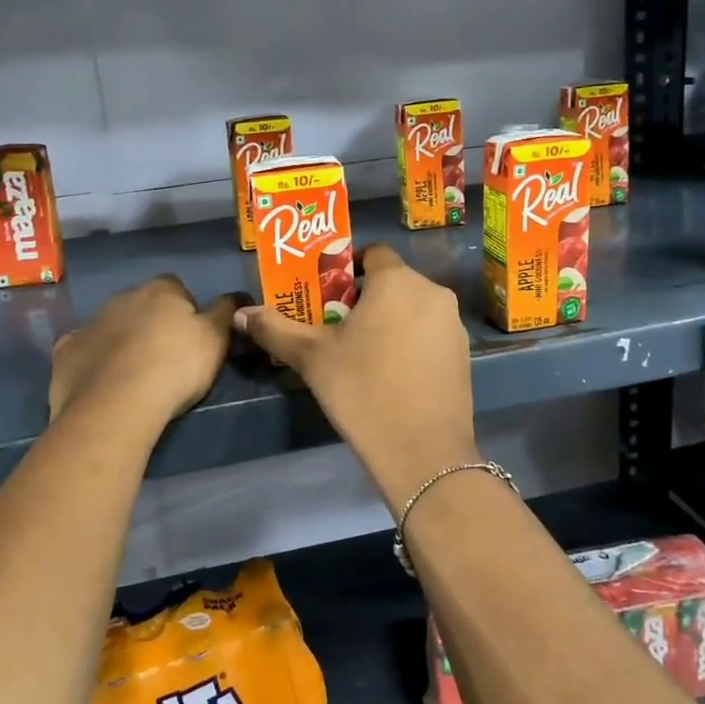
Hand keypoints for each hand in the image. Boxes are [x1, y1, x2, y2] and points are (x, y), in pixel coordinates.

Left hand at [50, 276, 237, 428]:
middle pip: (141, 304)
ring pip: (111, 325)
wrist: (116, 405)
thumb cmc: (175, 367)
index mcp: (161, 291)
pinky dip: (93, 359)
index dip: (186, 310)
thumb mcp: (216, 340)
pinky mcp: (66, 351)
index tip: (192, 336)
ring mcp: (90, 323)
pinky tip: (101, 380)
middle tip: (165, 356)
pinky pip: (83, 349)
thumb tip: (238, 295)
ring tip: (135, 372)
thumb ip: (226, 312)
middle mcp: (123, 297)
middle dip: (151, 322)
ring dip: (122, 339)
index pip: (177, 288)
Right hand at [234, 245, 477, 506]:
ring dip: (390, 320)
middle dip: (365, 298)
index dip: (347, 267)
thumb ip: (276, 329)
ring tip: (363, 353)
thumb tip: (240, 314)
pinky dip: (411, 341)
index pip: (373, 253)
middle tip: (337, 327)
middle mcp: (432, 292)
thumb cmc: (362, 390)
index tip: (327, 294)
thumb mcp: (312, 358)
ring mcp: (453, 324)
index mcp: (397, 281)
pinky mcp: (464, 354)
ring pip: (413, 308)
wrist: (422, 450)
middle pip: (393, 281)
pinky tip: (393, 374)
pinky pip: (430, 333)